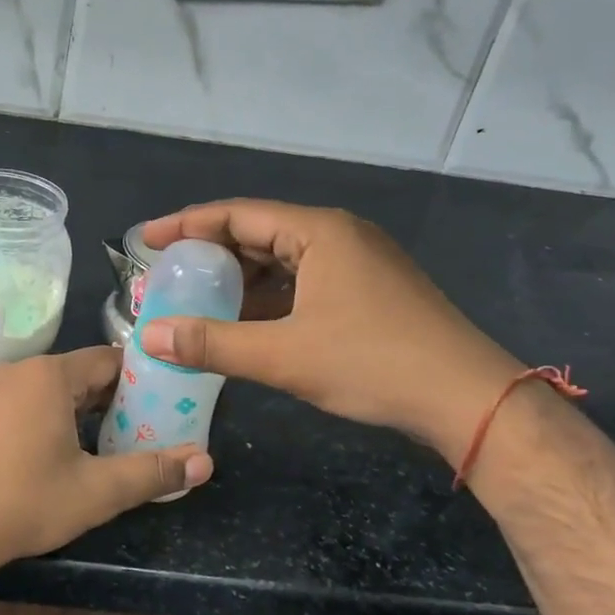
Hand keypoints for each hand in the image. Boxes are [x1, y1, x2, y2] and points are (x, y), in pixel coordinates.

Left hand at [0, 347, 212, 576]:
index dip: (137, 380)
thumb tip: (204, 462)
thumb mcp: (95, 492)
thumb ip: (152, 472)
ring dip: (68, 412)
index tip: (159, 404)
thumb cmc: (22, 502)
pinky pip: (8, 407)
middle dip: (105, 400)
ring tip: (89, 448)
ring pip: (38, 392)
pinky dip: (31, 422)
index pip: (106, 361)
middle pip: (73, 376)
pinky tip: (33, 459)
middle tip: (131, 431)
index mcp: (49, 376)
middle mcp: (13, 372)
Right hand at [138, 200, 522, 461]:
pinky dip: (269, 296)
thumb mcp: (283, 355)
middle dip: (211, 253)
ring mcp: (359, 262)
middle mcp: (339, 235)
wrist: (468, 399)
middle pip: (259, 232)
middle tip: (168, 273)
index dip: (186, 225)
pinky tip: (247, 321)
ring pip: (283, 259)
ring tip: (199, 298)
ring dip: (240, 278)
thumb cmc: (373, 363)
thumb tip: (149, 337)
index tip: (146, 240)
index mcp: (319, 231)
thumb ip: (212, 344)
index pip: (237, 215)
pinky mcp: (369, 290)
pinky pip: (304, 280)